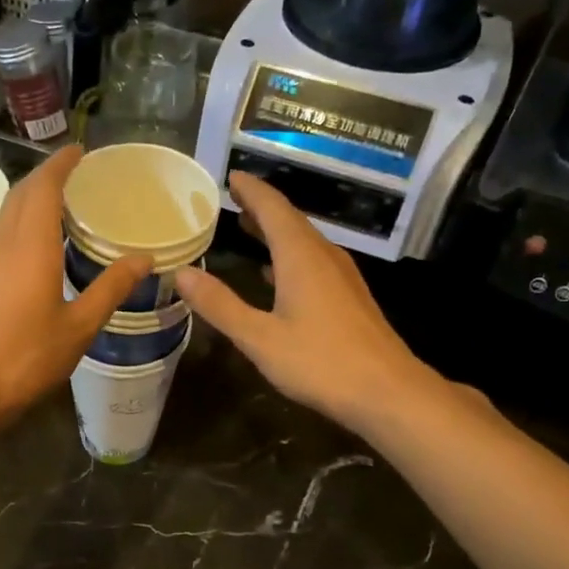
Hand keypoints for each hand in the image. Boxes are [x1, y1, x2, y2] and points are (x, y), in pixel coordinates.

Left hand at [0, 146, 152, 427]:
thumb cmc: (27, 357)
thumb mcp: (79, 326)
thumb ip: (111, 289)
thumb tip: (143, 259)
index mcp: (31, 246)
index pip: (43, 187)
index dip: (60, 164)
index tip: (80, 151)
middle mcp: (4, 243)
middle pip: (21, 194)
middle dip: (46, 176)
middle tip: (75, 174)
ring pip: (7, 212)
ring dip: (31, 198)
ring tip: (61, 202)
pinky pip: (1, 233)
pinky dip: (21, 221)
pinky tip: (38, 242)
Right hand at [175, 172, 425, 426]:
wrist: (387, 392)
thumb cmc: (320, 362)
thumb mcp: (259, 338)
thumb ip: (220, 305)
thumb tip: (181, 273)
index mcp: (301, 257)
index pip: (273, 207)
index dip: (251, 190)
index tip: (229, 176)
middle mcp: (324, 257)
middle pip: (290, 220)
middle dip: (261, 207)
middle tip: (233, 198)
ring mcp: (342, 277)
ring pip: (304, 242)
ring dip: (276, 232)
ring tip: (248, 228)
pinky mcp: (350, 298)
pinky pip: (314, 262)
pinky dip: (289, 257)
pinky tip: (277, 275)